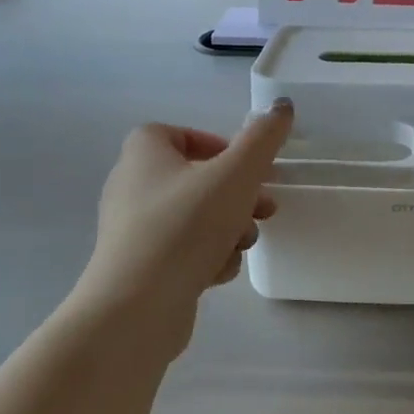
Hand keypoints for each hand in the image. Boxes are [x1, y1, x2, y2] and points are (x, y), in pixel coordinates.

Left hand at [77, 101, 293, 320]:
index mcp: (144, 154)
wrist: (136, 308)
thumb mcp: (235, 175)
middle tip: (265, 207)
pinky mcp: (140, 267)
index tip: (245, 165)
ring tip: (244, 243)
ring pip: (194, 218)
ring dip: (228, 228)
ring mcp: (133, 230)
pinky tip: (218, 272)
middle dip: (236, 194)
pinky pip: (182, 251)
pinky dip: (206, 257)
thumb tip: (282, 105)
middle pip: (195, 179)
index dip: (214, 144)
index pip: (177, 133)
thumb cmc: (185, 227)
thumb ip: (263, 139)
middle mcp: (131, 186)